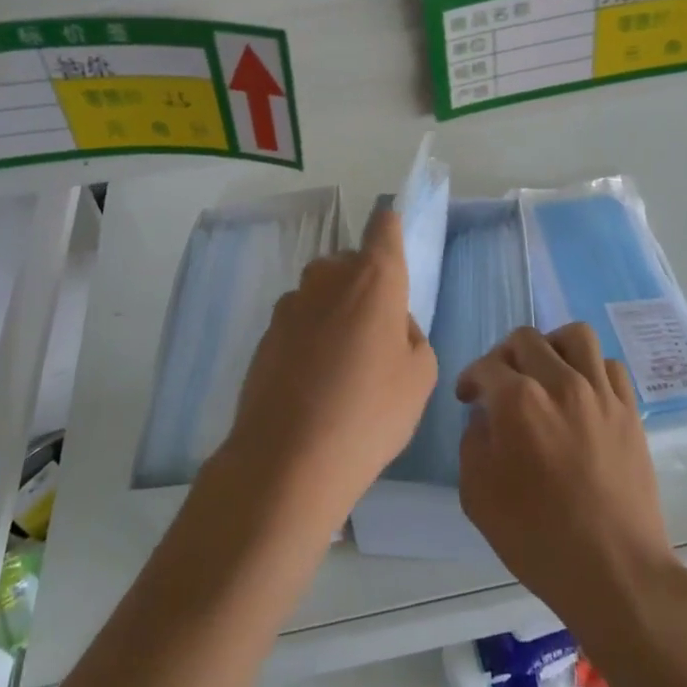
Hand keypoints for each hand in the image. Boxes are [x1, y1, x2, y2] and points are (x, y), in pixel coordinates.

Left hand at [222, 209, 437, 526]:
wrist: (288, 459)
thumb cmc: (370, 412)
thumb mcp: (420, 377)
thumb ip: (412, 335)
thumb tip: (392, 324)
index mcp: (373, 278)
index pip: (383, 226)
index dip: (390, 230)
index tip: (395, 245)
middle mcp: (328, 278)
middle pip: (349, 263)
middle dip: (364, 284)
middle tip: (376, 332)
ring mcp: (290, 305)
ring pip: (321, 294)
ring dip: (334, 312)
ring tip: (343, 365)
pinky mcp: (265, 335)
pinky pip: (298, 323)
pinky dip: (309, 340)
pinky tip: (313, 384)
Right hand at [458, 324, 682, 626]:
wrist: (614, 570)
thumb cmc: (538, 538)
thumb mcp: (478, 496)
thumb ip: (473, 443)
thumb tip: (485, 418)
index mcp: (518, 401)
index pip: (487, 366)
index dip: (471, 378)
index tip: (468, 397)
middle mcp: (560, 383)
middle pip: (527, 339)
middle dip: (504, 355)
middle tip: (500, 383)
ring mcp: (600, 393)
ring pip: (575, 336)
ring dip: (552, 347)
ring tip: (545, 372)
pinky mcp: (629, 410)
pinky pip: (609, 365)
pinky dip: (590, 369)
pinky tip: (581, 394)